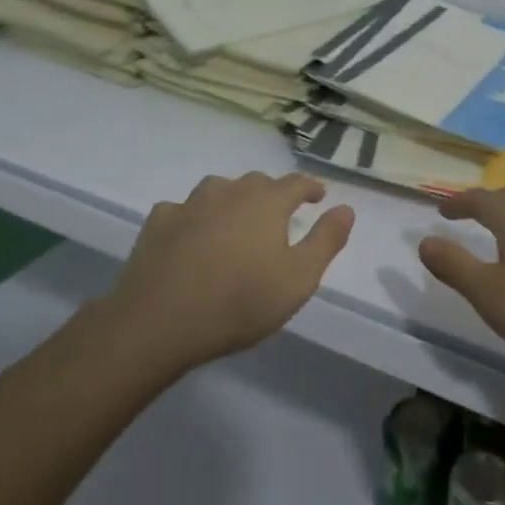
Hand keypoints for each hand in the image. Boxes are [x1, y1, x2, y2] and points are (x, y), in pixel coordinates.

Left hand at [111, 172, 355, 371]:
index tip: (318, 196)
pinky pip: (183, 210)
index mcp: (266, 202)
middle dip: (273, 194)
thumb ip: (326, 240)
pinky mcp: (159, 222)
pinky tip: (192, 236)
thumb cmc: (239, 302)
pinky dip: (194, 218)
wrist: (158, 321)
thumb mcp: (298, 279)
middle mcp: (229, 192)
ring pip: (219, 189)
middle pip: (257, 182)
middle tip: (279, 215)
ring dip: (233, 200)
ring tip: (237, 221)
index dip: (310, 188)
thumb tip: (346, 208)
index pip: (296, 182)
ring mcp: (190, 204)